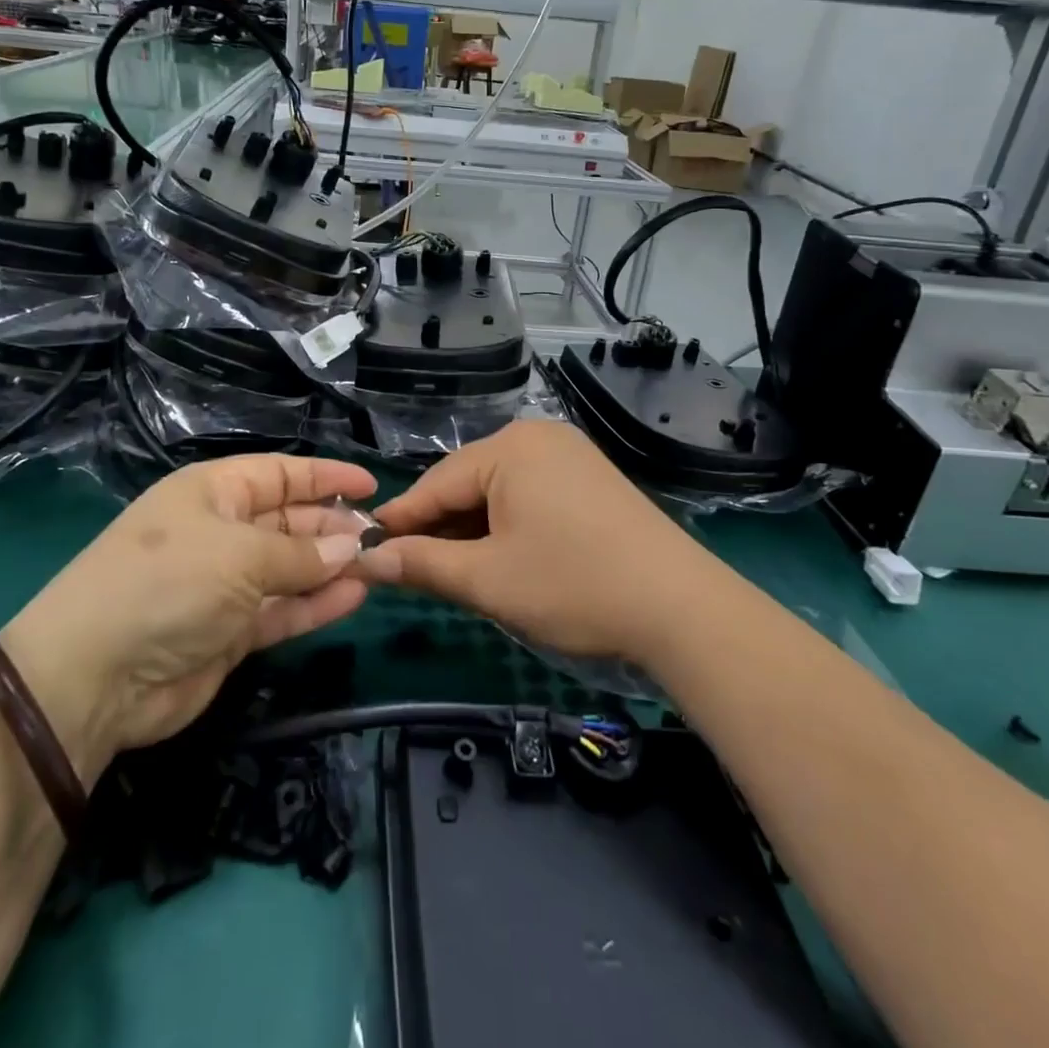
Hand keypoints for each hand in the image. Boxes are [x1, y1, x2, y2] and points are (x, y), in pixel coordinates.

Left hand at [1, 455, 376, 782]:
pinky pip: (282, 609)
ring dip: (331, 566)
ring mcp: (224, 584)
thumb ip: (301, 553)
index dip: (324, 477)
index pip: (279, 474)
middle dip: (332, 526)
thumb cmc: (169, 582)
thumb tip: (352, 546)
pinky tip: (355, 596)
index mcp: (213, 492)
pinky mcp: (230, 632)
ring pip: (290, 567)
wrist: (95, 676)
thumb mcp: (239, 554)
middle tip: (380, 537)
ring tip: (378, 565)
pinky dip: (316, 603)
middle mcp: (220, 531)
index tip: (370, 486)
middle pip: (288, 520)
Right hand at [360, 421, 718, 663]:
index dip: (400, 520)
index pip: (435, 483)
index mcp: (509, 448)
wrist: (681, 609)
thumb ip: (423, 564)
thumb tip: (366, 559)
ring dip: (472, 529)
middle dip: (440, 527)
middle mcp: (537, 437)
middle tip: (411, 570)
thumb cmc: (573, 587)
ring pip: (498, 491)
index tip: (366, 549)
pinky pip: (529, 494)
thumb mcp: (488, 580)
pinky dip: (506, 524)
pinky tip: (500, 555)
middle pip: (467, 483)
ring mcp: (569, 455)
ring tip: (453, 570)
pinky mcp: (590, 479)